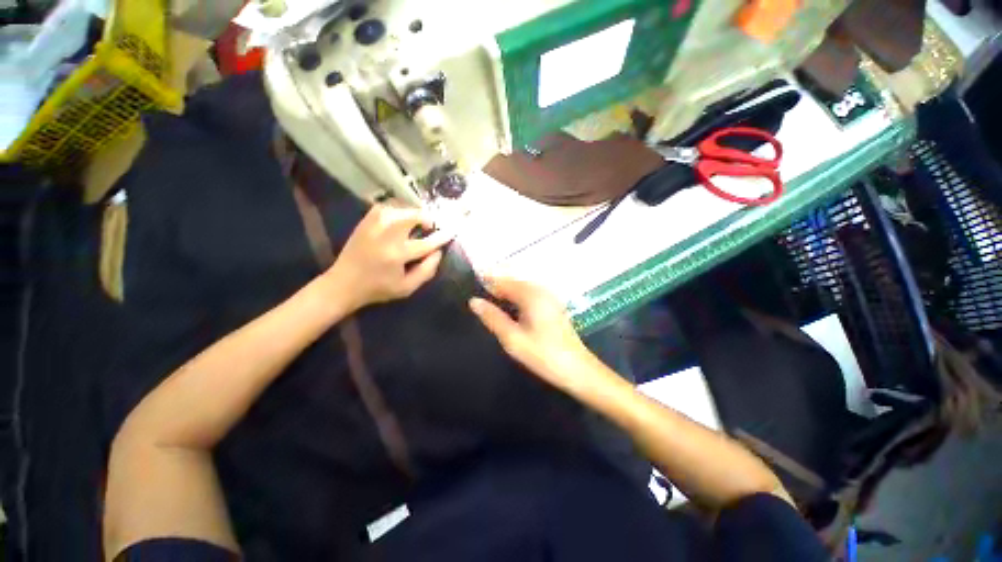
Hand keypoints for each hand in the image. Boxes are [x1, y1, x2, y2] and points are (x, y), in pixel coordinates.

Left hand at [327, 204, 453, 311]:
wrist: (344, 283)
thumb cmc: (378, 288)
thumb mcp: (407, 288)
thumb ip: (427, 270)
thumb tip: (438, 252)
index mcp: (397, 254)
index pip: (426, 243)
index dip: (442, 237)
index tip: (452, 232)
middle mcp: (386, 235)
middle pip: (412, 216)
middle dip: (426, 218)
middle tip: (430, 227)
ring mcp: (373, 225)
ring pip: (400, 208)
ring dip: (412, 213)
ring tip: (417, 222)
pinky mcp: (365, 221)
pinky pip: (386, 206)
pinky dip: (398, 209)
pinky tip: (401, 218)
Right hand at [469, 278, 609, 396]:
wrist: (579, 370)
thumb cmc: (544, 356)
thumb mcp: (513, 339)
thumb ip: (493, 318)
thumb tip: (474, 301)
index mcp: (531, 295)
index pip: (503, 281)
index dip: (486, 282)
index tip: (469, 287)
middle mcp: (541, 291)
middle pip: (513, 281)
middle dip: (495, 286)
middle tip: (477, 298)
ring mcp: (549, 298)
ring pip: (521, 288)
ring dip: (505, 293)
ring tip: (489, 303)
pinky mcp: (552, 306)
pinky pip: (529, 295)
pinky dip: (516, 298)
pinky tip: (509, 310)